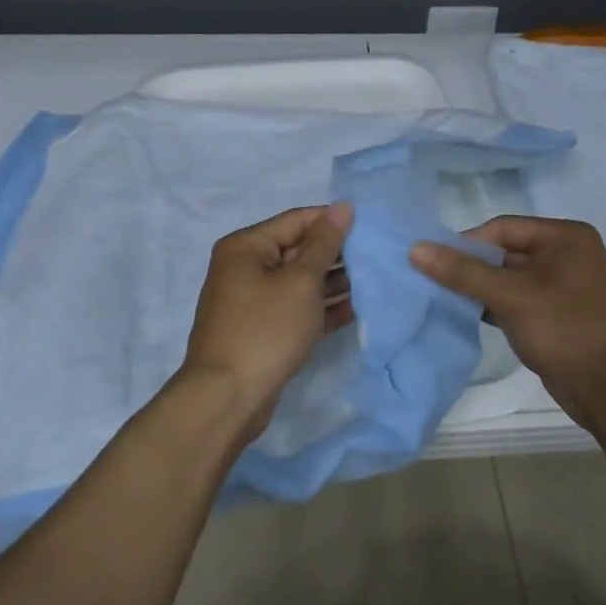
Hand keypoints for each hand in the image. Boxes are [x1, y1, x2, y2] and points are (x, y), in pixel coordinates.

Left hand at [179, 203, 354, 440]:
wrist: (227, 398)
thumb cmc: (265, 329)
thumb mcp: (301, 281)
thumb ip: (325, 243)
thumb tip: (343, 206)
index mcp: (246, 246)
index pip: (297, 220)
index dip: (333, 220)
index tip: (371, 225)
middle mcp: (244, 267)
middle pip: (297, 249)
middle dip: (336, 253)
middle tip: (377, 256)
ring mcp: (251, 301)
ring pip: (299, 281)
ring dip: (332, 282)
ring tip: (373, 281)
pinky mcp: (261, 330)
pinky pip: (295, 308)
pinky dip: (320, 308)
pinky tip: (355, 310)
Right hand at [409, 216, 605, 431]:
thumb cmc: (565, 330)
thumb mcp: (511, 296)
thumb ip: (463, 272)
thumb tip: (415, 249)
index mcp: (565, 237)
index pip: (502, 228)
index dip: (466, 243)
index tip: (433, 263)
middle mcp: (567, 254)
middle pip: (504, 251)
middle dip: (470, 267)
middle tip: (431, 281)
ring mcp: (562, 286)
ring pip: (508, 278)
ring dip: (478, 288)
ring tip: (442, 298)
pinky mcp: (555, 314)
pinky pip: (516, 300)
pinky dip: (492, 305)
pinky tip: (466, 315)